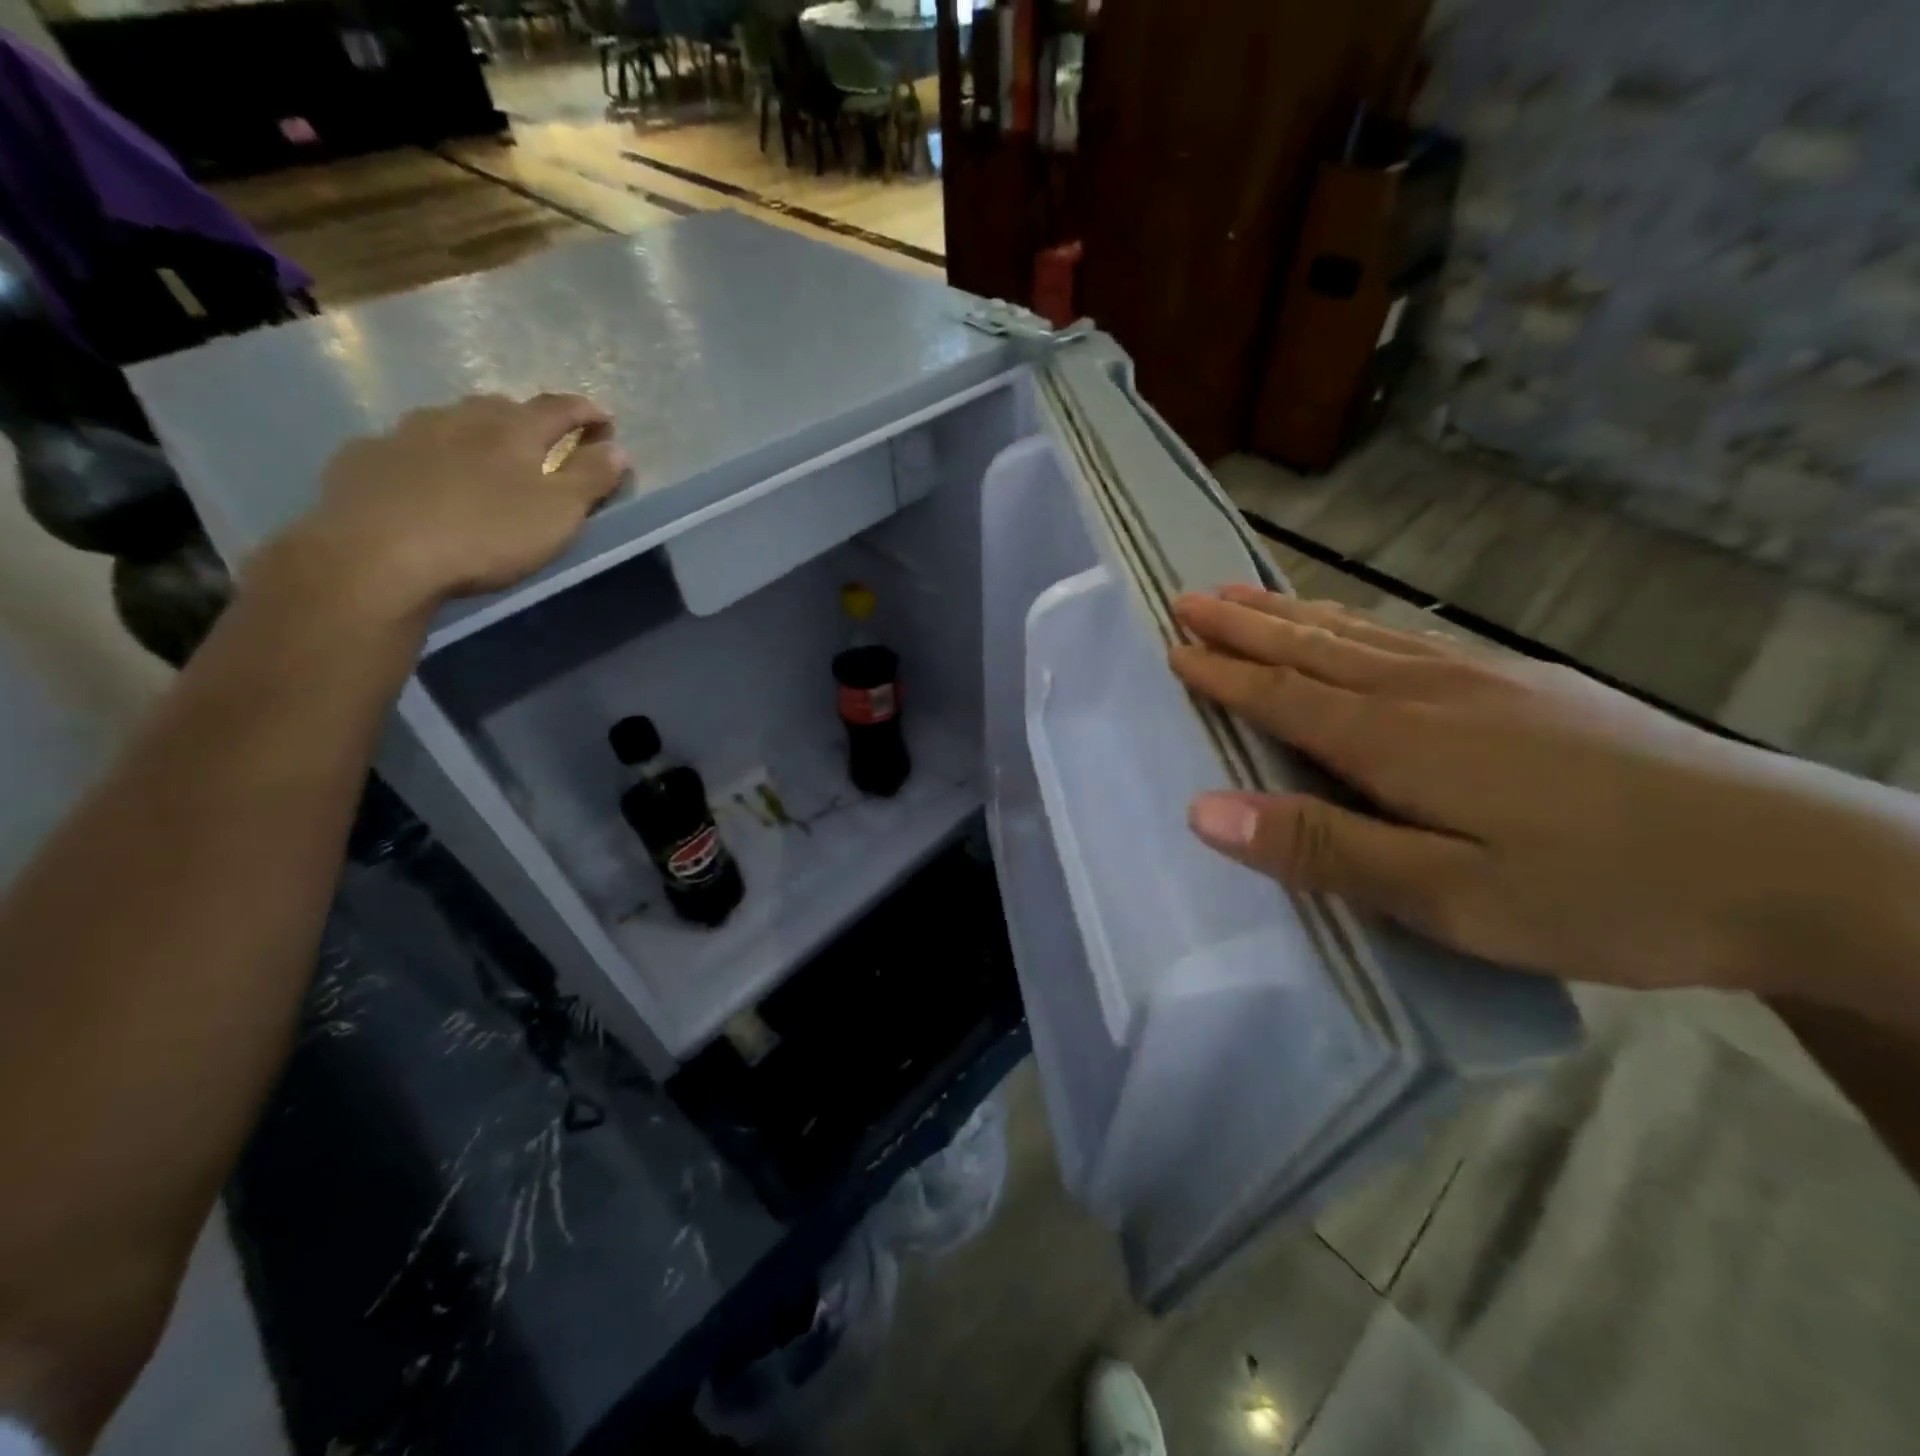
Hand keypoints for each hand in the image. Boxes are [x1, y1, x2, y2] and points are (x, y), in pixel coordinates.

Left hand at [262, 393, 628, 620]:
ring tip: (482, 458)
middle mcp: (459, 419)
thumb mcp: (557, 514)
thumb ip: (590, 479)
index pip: (558, 408)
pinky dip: (426, 456)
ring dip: (473, 433)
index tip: (605, 420)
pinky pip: (404, 447)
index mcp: (512, 431)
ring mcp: (405, 434)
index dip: (585, 412)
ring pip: (449, 422)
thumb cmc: (486, 534)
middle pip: (500, 407)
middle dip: (527, 420)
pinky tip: (424, 480)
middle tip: (542, 442)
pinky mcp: (363, 459)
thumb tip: (617, 447)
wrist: (376, 555)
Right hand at [1167, 586, 1919, 1018]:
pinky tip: (1353, 626)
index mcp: (1396, 740)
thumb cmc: (1600, 891)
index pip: (1282, 695)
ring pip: (1359, 635)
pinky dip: (1356, 624)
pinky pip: (1407, 640)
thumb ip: (1321, 848)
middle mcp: (1426, 692)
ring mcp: (1481, 680)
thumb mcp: (1446, 896)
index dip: (1222, 673)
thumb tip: (1204, 810)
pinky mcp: (1523, 685)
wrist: (1791, 862)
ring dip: (1292, 615)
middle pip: (1313, 647)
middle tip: (1187, 597)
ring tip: (1244, 594)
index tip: (1172, 647)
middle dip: (1244, 624)